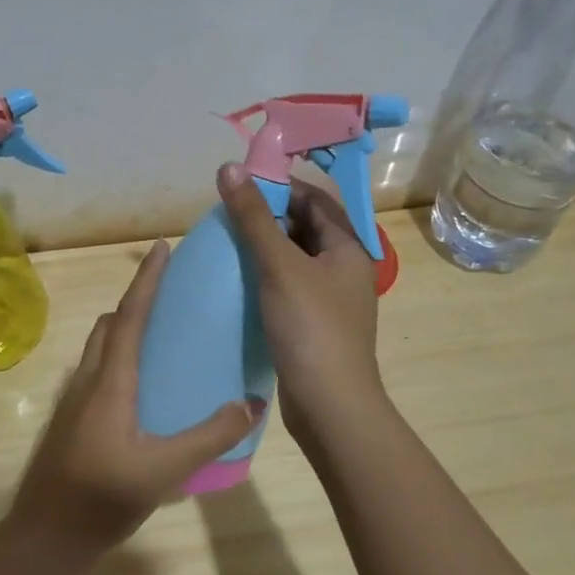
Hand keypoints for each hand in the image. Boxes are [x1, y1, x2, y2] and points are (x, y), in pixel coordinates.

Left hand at [10, 240, 261, 555]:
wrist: (44, 536)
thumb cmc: (101, 497)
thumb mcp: (164, 469)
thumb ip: (210, 436)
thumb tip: (250, 403)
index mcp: (110, 381)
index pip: (129, 316)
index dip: (147, 280)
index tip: (161, 247)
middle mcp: (88, 380)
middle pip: (111, 325)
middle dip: (137, 300)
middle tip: (172, 295)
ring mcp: (74, 400)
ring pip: (100, 348)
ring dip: (125, 329)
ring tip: (163, 337)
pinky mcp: (71, 420)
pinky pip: (97, 371)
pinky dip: (120, 358)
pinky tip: (144, 389)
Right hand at [215, 162, 388, 452]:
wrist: (329, 405)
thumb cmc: (310, 328)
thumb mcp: (279, 265)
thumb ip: (253, 217)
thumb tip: (229, 168)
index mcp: (348, 248)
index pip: (315, 200)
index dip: (280, 186)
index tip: (241, 184)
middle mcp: (344, 269)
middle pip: (305, 228)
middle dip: (268, 218)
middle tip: (227, 215)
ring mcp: (330, 300)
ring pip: (294, 260)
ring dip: (264, 249)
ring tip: (226, 244)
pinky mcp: (313, 325)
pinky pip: (287, 288)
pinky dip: (264, 279)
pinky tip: (237, 283)